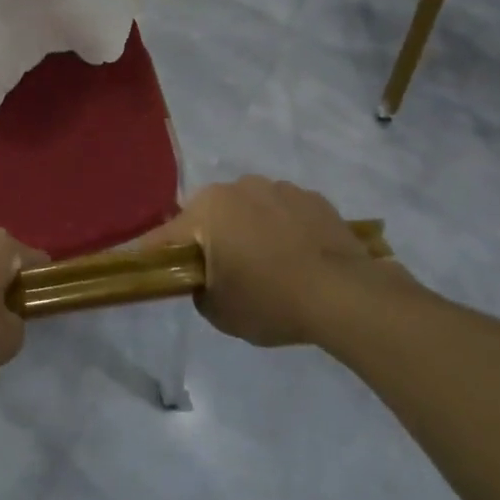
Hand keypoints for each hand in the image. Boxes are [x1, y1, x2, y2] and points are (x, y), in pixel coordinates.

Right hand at [141, 177, 415, 348]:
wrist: (347, 295)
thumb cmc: (272, 301)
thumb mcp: (220, 312)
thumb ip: (200, 289)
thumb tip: (207, 279)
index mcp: (207, 209)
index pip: (166, 236)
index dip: (156, 255)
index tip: (152, 269)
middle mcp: (238, 187)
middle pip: (210, 216)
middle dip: (211, 239)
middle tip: (226, 274)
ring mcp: (279, 188)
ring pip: (249, 210)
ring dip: (250, 230)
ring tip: (271, 267)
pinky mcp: (313, 198)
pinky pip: (284, 213)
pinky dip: (284, 230)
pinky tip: (299, 259)